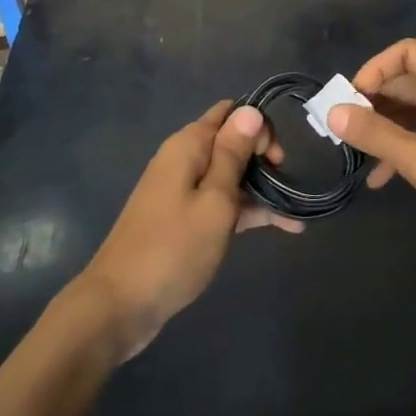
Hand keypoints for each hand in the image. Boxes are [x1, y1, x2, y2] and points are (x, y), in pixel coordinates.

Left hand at [71, 102, 300, 359]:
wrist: (120, 305)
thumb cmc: (173, 249)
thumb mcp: (214, 200)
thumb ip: (233, 154)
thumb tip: (250, 110)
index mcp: (188, 146)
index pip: (229, 113)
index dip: (258, 126)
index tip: (276, 159)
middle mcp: (183, 160)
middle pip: (231, 142)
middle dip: (263, 157)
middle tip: (286, 184)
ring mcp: (182, 191)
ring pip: (230, 175)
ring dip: (261, 187)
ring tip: (295, 212)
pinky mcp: (183, 219)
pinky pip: (221, 203)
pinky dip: (248, 210)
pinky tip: (284, 226)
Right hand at [329, 40, 415, 289]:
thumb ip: (377, 135)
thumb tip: (333, 111)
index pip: (407, 54)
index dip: (374, 70)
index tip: (348, 101)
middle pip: (410, 82)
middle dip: (374, 102)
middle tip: (342, 129)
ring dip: (386, 128)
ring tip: (355, 153)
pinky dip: (405, 149)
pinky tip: (382, 178)